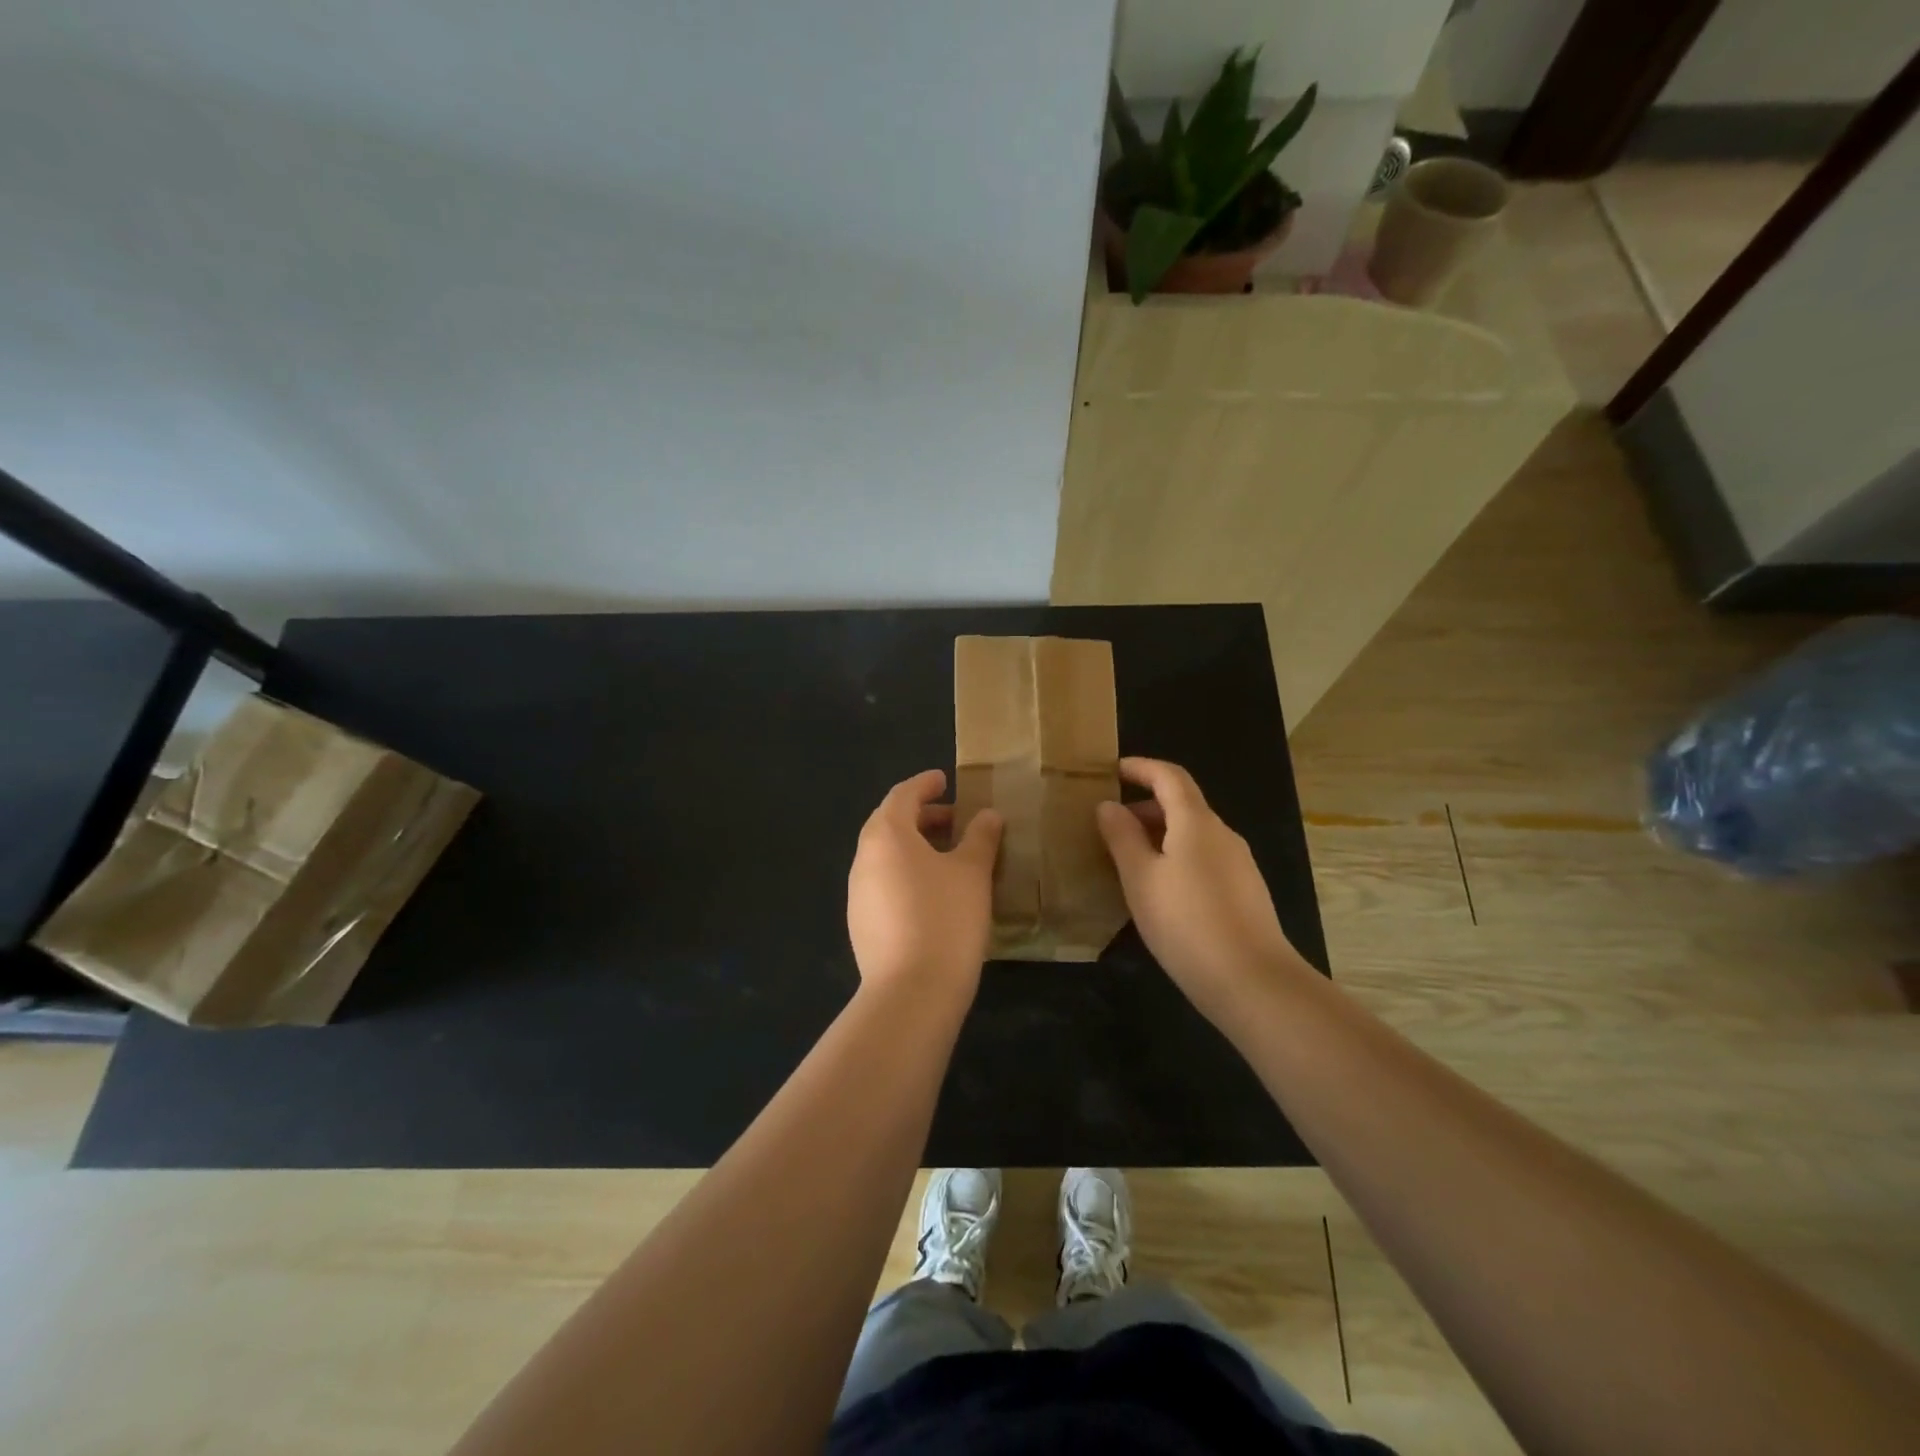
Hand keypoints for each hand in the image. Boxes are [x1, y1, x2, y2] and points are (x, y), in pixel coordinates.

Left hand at [848, 769, 1002, 1000]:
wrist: (911, 992)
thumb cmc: (945, 918)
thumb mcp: (972, 872)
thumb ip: (981, 838)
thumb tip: (987, 816)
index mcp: (886, 835)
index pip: (902, 795)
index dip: (925, 784)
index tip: (945, 779)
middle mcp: (864, 858)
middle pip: (890, 824)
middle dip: (922, 816)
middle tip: (955, 819)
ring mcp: (857, 892)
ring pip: (886, 855)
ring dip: (915, 847)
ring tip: (949, 856)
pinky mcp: (861, 923)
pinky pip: (884, 882)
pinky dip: (906, 873)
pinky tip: (932, 892)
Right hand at [1096, 757, 1304, 1024]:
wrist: (1253, 981)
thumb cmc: (1186, 923)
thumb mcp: (1140, 878)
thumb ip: (1121, 837)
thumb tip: (1108, 806)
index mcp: (1196, 822)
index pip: (1170, 776)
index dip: (1141, 768)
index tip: (1112, 771)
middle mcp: (1222, 834)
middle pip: (1183, 804)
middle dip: (1145, 806)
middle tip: (1110, 825)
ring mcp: (1239, 863)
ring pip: (1193, 834)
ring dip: (1160, 835)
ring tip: (1128, 861)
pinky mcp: (1245, 891)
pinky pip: (1204, 858)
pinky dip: (1177, 857)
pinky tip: (1160, 891)